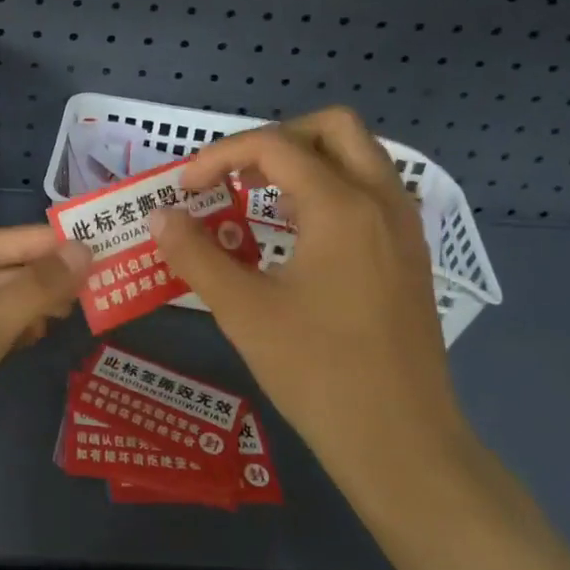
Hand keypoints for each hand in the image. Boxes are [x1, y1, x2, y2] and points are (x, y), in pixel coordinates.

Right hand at [148, 107, 469, 500]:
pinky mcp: (410, 256)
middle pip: (334, 128)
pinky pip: (371, 193)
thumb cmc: (319, 371)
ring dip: (307, 162)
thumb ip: (195, 254)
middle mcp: (381, 201)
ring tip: (261, 200)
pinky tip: (298, 237)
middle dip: (276, 139)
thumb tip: (160, 216)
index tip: (186, 190)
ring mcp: (404, 228)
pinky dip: (331, 190)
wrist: (401, 442)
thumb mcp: (243, 311)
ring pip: (359, 157)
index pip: (273, 145)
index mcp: (341, 206)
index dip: (219, 156)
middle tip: (236, 177)